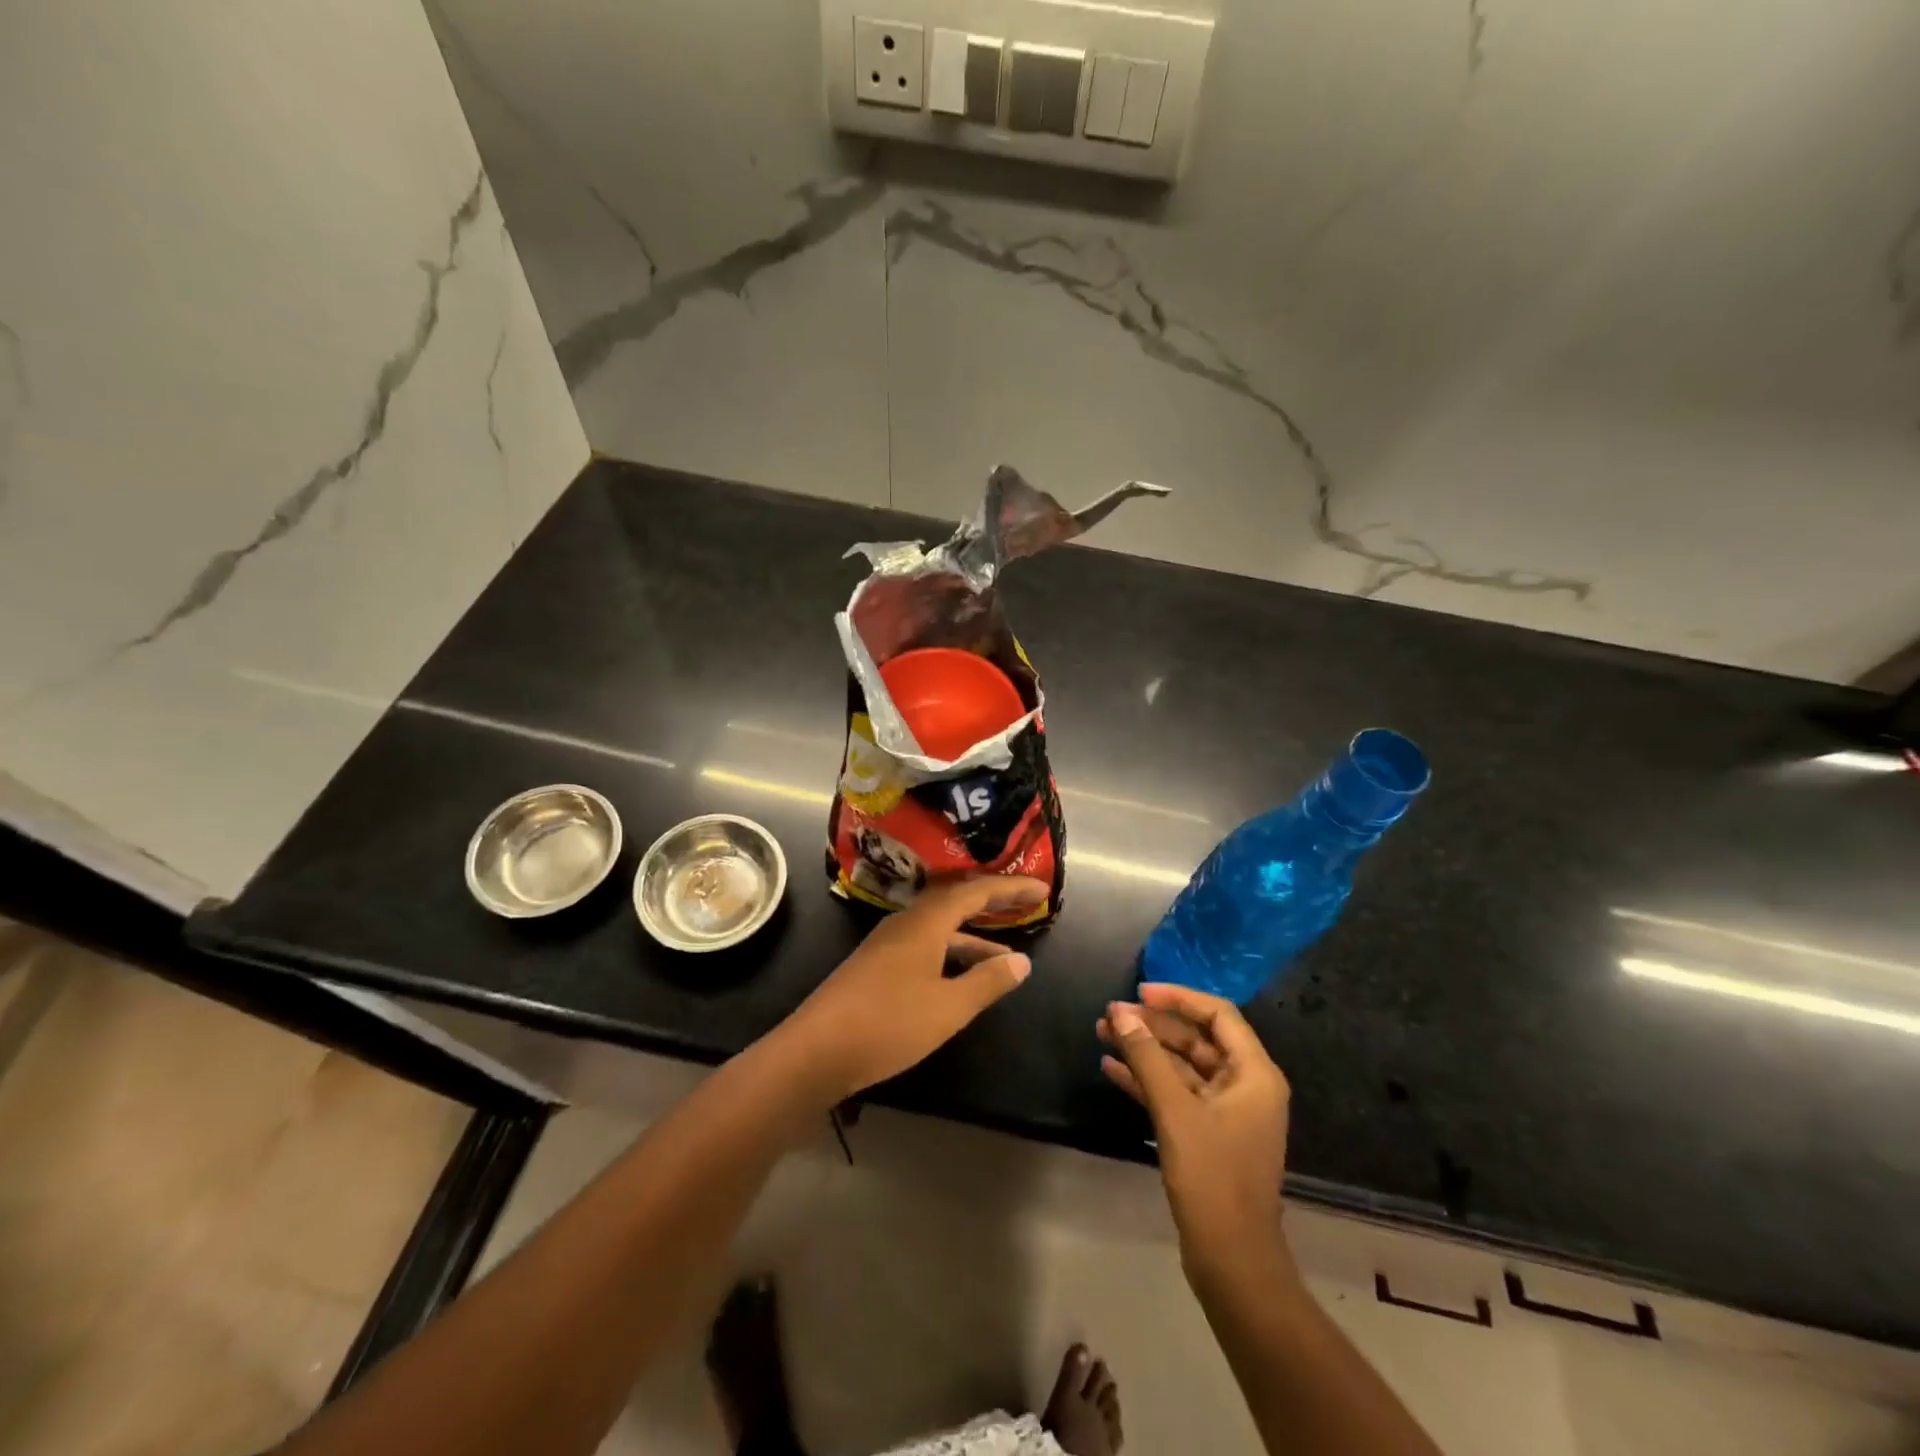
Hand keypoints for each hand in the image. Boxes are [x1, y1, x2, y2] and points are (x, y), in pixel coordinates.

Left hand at [774, 876, 1047, 1102]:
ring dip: (973, 937)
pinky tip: (961, 978)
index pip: (975, 892)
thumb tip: (1022, 961)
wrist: (815, 1051)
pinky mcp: (876, 966)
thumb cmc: (888, 1024)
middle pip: (955, 902)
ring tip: (1006, 957)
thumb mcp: (948, 1007)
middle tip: (1025, 905)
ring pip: (939, 928)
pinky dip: (951, 954)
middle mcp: (905, 923)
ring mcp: (887, 944)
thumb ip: (987, 982)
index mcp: (925, 922)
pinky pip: (925, 945)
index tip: (1042, 889)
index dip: (1010, 889)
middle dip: (992, 903)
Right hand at [1098, 984, 1290, 1280]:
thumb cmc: (1212, 1178)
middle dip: (1152, 1026)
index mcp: (1254, 1074)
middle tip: (1111, 1015)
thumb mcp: (1175, 1111)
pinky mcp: (1207, 1133)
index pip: (1217, 1014)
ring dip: (1144, 1051)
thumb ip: (1146, 1057)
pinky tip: (1111, 1069)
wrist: (1231, 1261)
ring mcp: (1226, 1111)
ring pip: (1181, 1066)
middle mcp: (1245, 1086)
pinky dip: (1147, 1080)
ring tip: (1103, 1034)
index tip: (1139, 992)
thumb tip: (1119, 1012)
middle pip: (1196, 1038)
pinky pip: (1176, 1093)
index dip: (1178, 998)